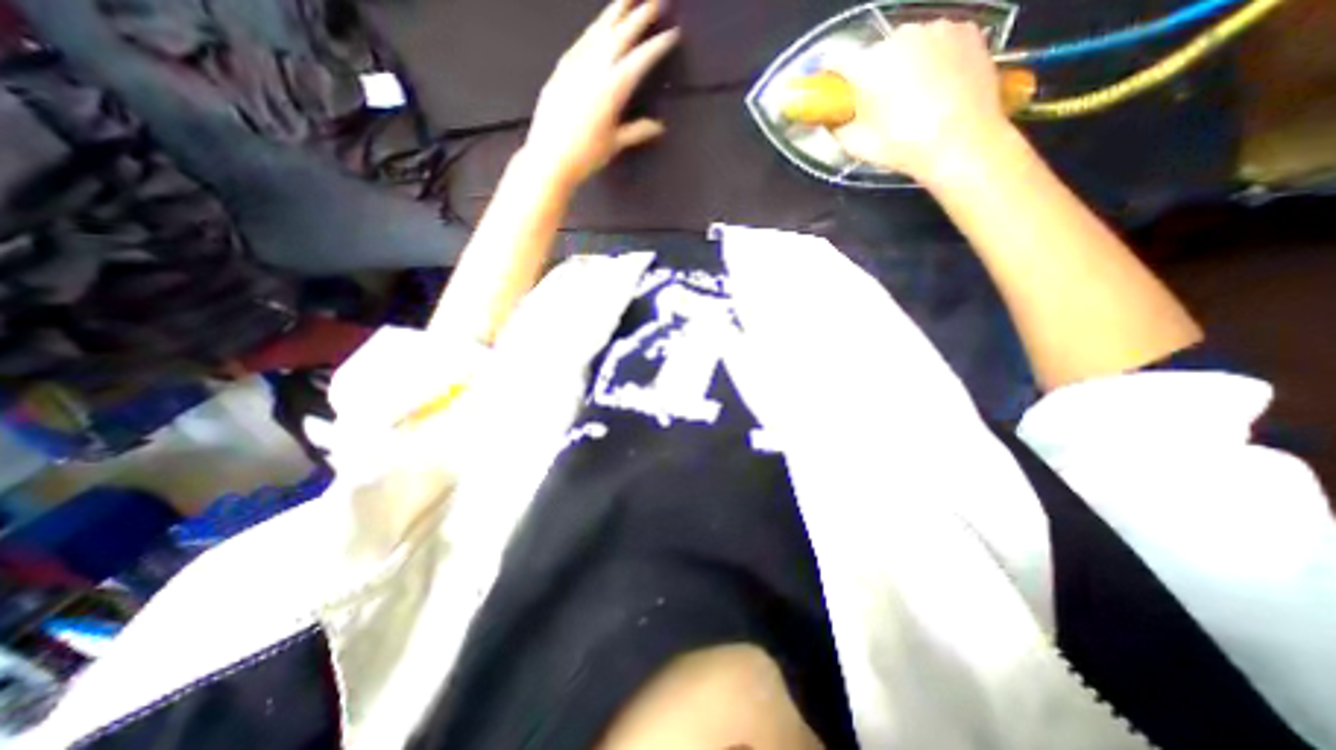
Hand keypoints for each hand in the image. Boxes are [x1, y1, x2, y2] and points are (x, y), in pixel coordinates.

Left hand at [525, 0, 683, 189]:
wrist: (550, 158)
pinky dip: (593, 31)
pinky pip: (580, 42)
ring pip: (598, 31)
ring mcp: (575, 66)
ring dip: (615, 12)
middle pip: (621, 35)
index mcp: (613, 89)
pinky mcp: (561, 70)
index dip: (658, 45)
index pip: (641, 59)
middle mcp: (595, 69)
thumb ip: (637, 131)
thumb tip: (658, 127)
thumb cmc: (585, 155)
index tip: (672, 34)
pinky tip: (598, 27)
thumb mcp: (615, 144)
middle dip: (640, 16)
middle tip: (656, 1)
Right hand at [832, 20, 1008, 182]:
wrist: (962, 142)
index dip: (830, 74)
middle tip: (878, 105)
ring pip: (908, 46)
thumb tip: (833, 121)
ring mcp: (937, 30)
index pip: (836, 60)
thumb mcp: (857, 147)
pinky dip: (933, 59)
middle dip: (874, 75)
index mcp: (868, 66)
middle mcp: (900, 38)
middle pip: (876, 53)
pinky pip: (938, 42)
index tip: (831, 87)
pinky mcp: (965, 31)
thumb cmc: (905, 147)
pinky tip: (936, 86)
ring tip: (912, 97)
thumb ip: (837, 129)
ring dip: (904, 65)